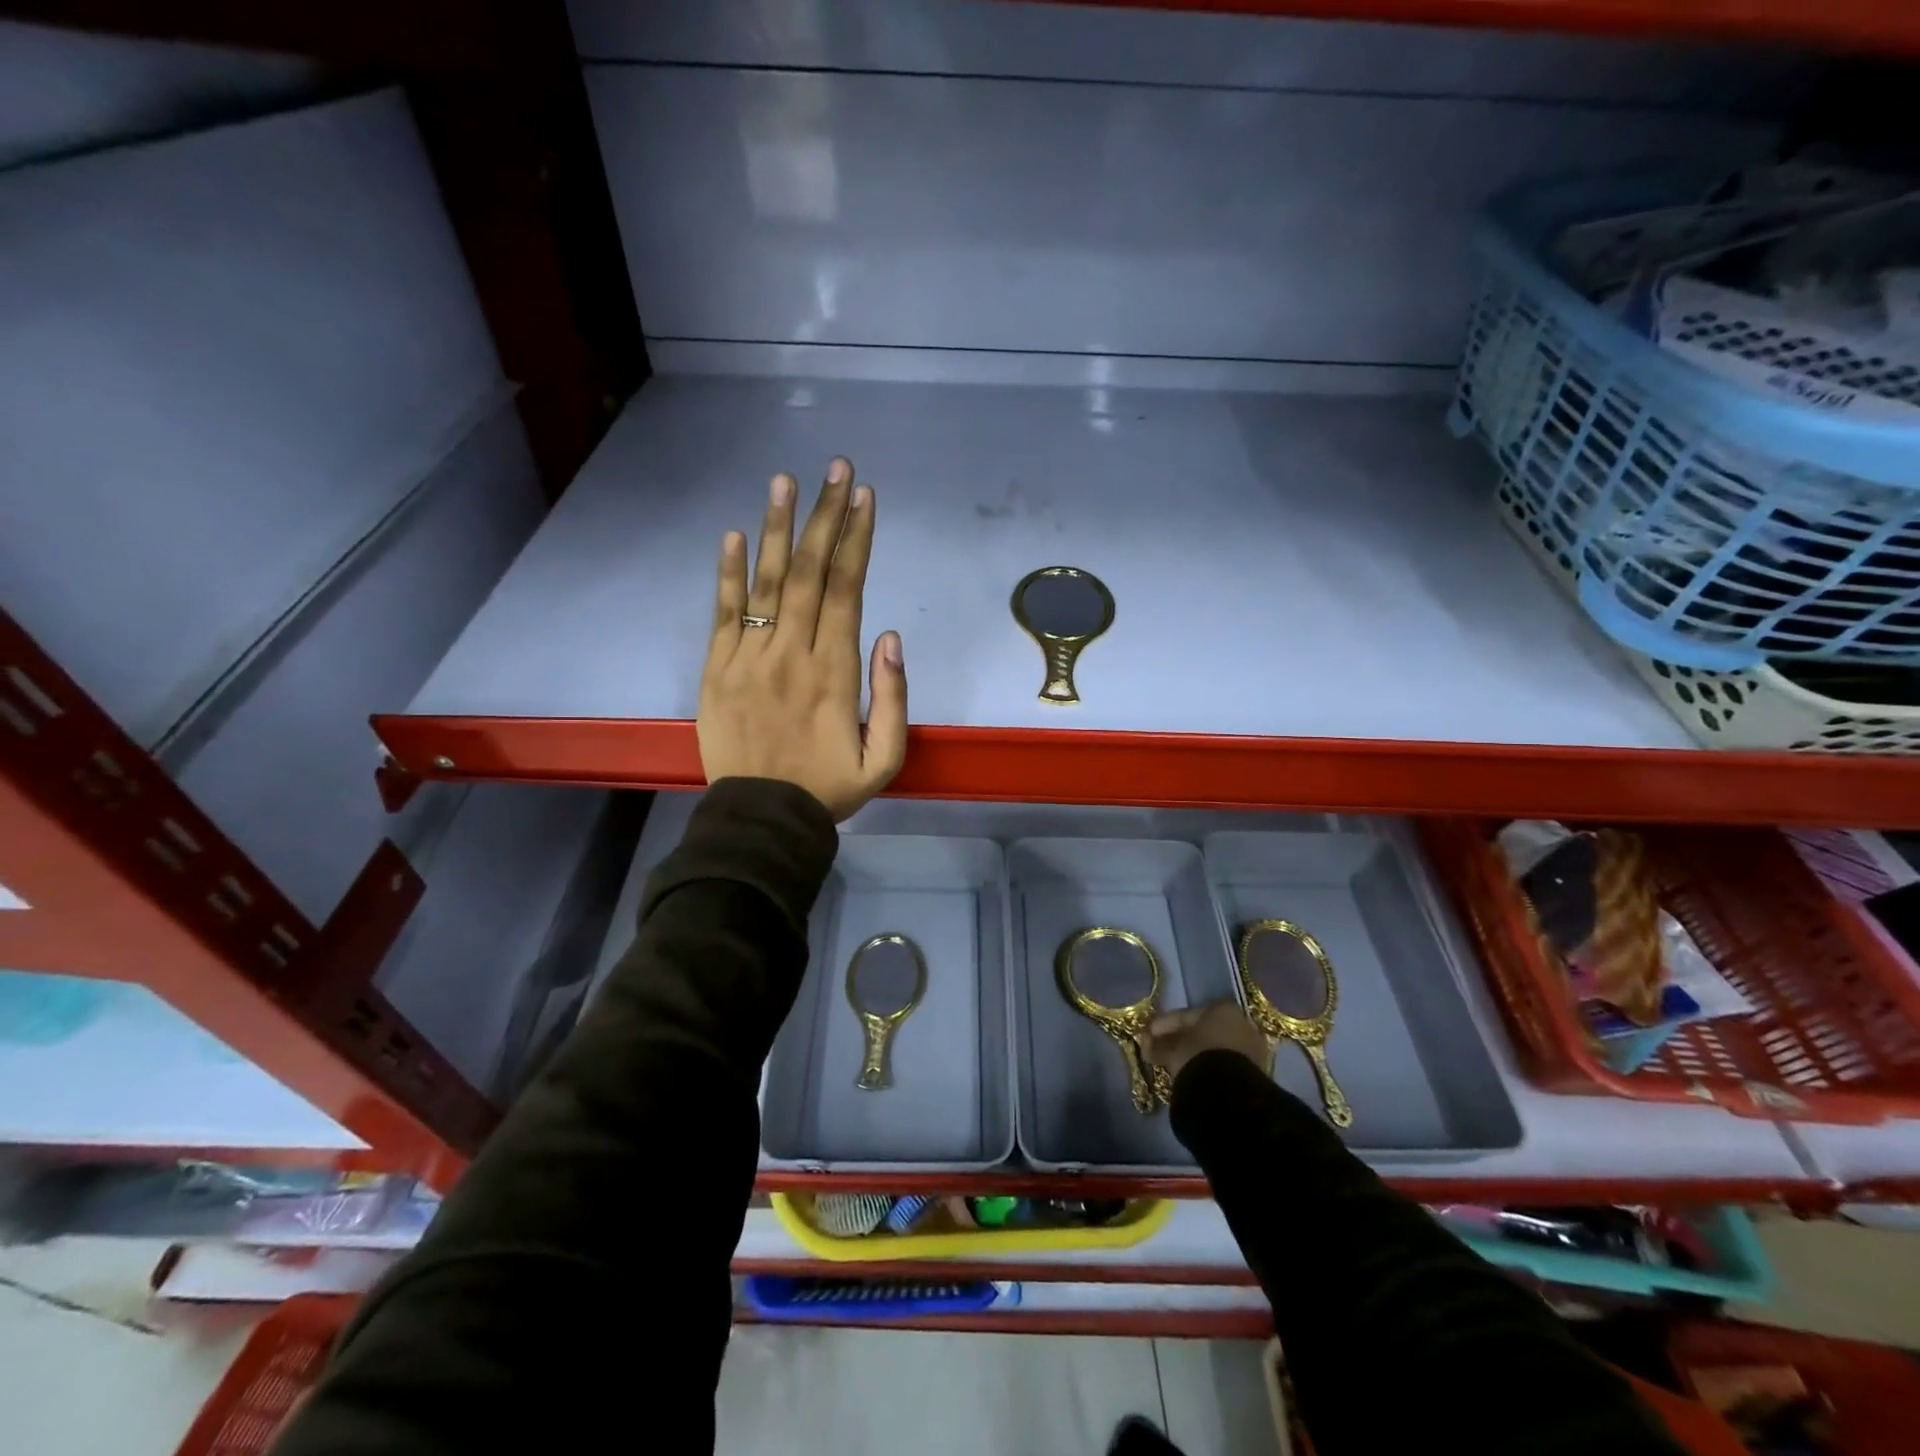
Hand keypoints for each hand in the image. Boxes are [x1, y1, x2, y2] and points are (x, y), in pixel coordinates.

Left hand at [698, 457, 907, 821]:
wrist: (761, 820)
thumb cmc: (828, 789)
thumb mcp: (884, 759)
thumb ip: (893, 698)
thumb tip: (891, 636)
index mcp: (835, 671)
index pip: (847, 590)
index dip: (857, 540)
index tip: (864, 497)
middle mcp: (792, 652)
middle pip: (810, 573)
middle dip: (825, 516)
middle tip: (835, 468)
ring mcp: (749, 658)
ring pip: (766, 582)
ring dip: (777, 529)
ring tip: (784, 481)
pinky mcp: (716, 670)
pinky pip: (722, 614)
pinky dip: (727, 574)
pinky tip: (733, 536)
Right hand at [1141, 1000, 1270, 1081]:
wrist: (1229, 1092)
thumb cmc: (1198, 1056)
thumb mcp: (1173, 1048)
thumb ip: (1159, 1043)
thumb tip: (1146, 1042)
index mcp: (1222, 1008)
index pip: (1186, 1015)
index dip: (1163, 1025)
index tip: (1147, 1034)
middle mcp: (1240, 1024)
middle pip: (1201, 1031)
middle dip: (1177, 1040)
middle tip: (1155, 1049)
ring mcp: (1249, 1049)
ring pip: (1212, 1049)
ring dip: (1190, 1055)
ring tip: (1168, 1065)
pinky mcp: (1254, 1074)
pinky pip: (1222, 1065)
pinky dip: (1204, 1068)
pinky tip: (1187, 1075)